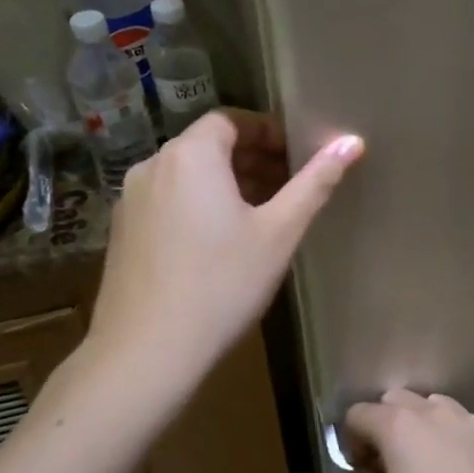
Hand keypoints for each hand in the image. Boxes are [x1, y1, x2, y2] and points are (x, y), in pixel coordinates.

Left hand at [88, 111, 362, 380]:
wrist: (147, 352)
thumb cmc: (223, 285)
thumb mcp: (279, 232)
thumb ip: (315, 182)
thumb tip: (352, 141)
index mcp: (191, 156)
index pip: (231, 120)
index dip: (266, 132)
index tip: (295, 158)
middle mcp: (152, 165)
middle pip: (207, 145)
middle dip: (250, 159)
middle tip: (286, 188)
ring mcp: (130, 200)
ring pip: (186, 175)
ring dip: (224, 183)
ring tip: (258, 217)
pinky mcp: (121, 232)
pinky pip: (167, 200)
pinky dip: (196, 204)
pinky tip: (217, 244)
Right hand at [342, 390, 473, 472]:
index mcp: (396, 428)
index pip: (359, 413)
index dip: (352, 438)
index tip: (362, 466)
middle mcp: (429, 411)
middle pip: (393, 399)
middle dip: (383, 422)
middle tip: (389, 458)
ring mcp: (463, 417)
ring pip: (429, 404)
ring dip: (417, 422)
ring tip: (425, 457)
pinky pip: (458, 420)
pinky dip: (447, 433)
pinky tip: (456, 465)